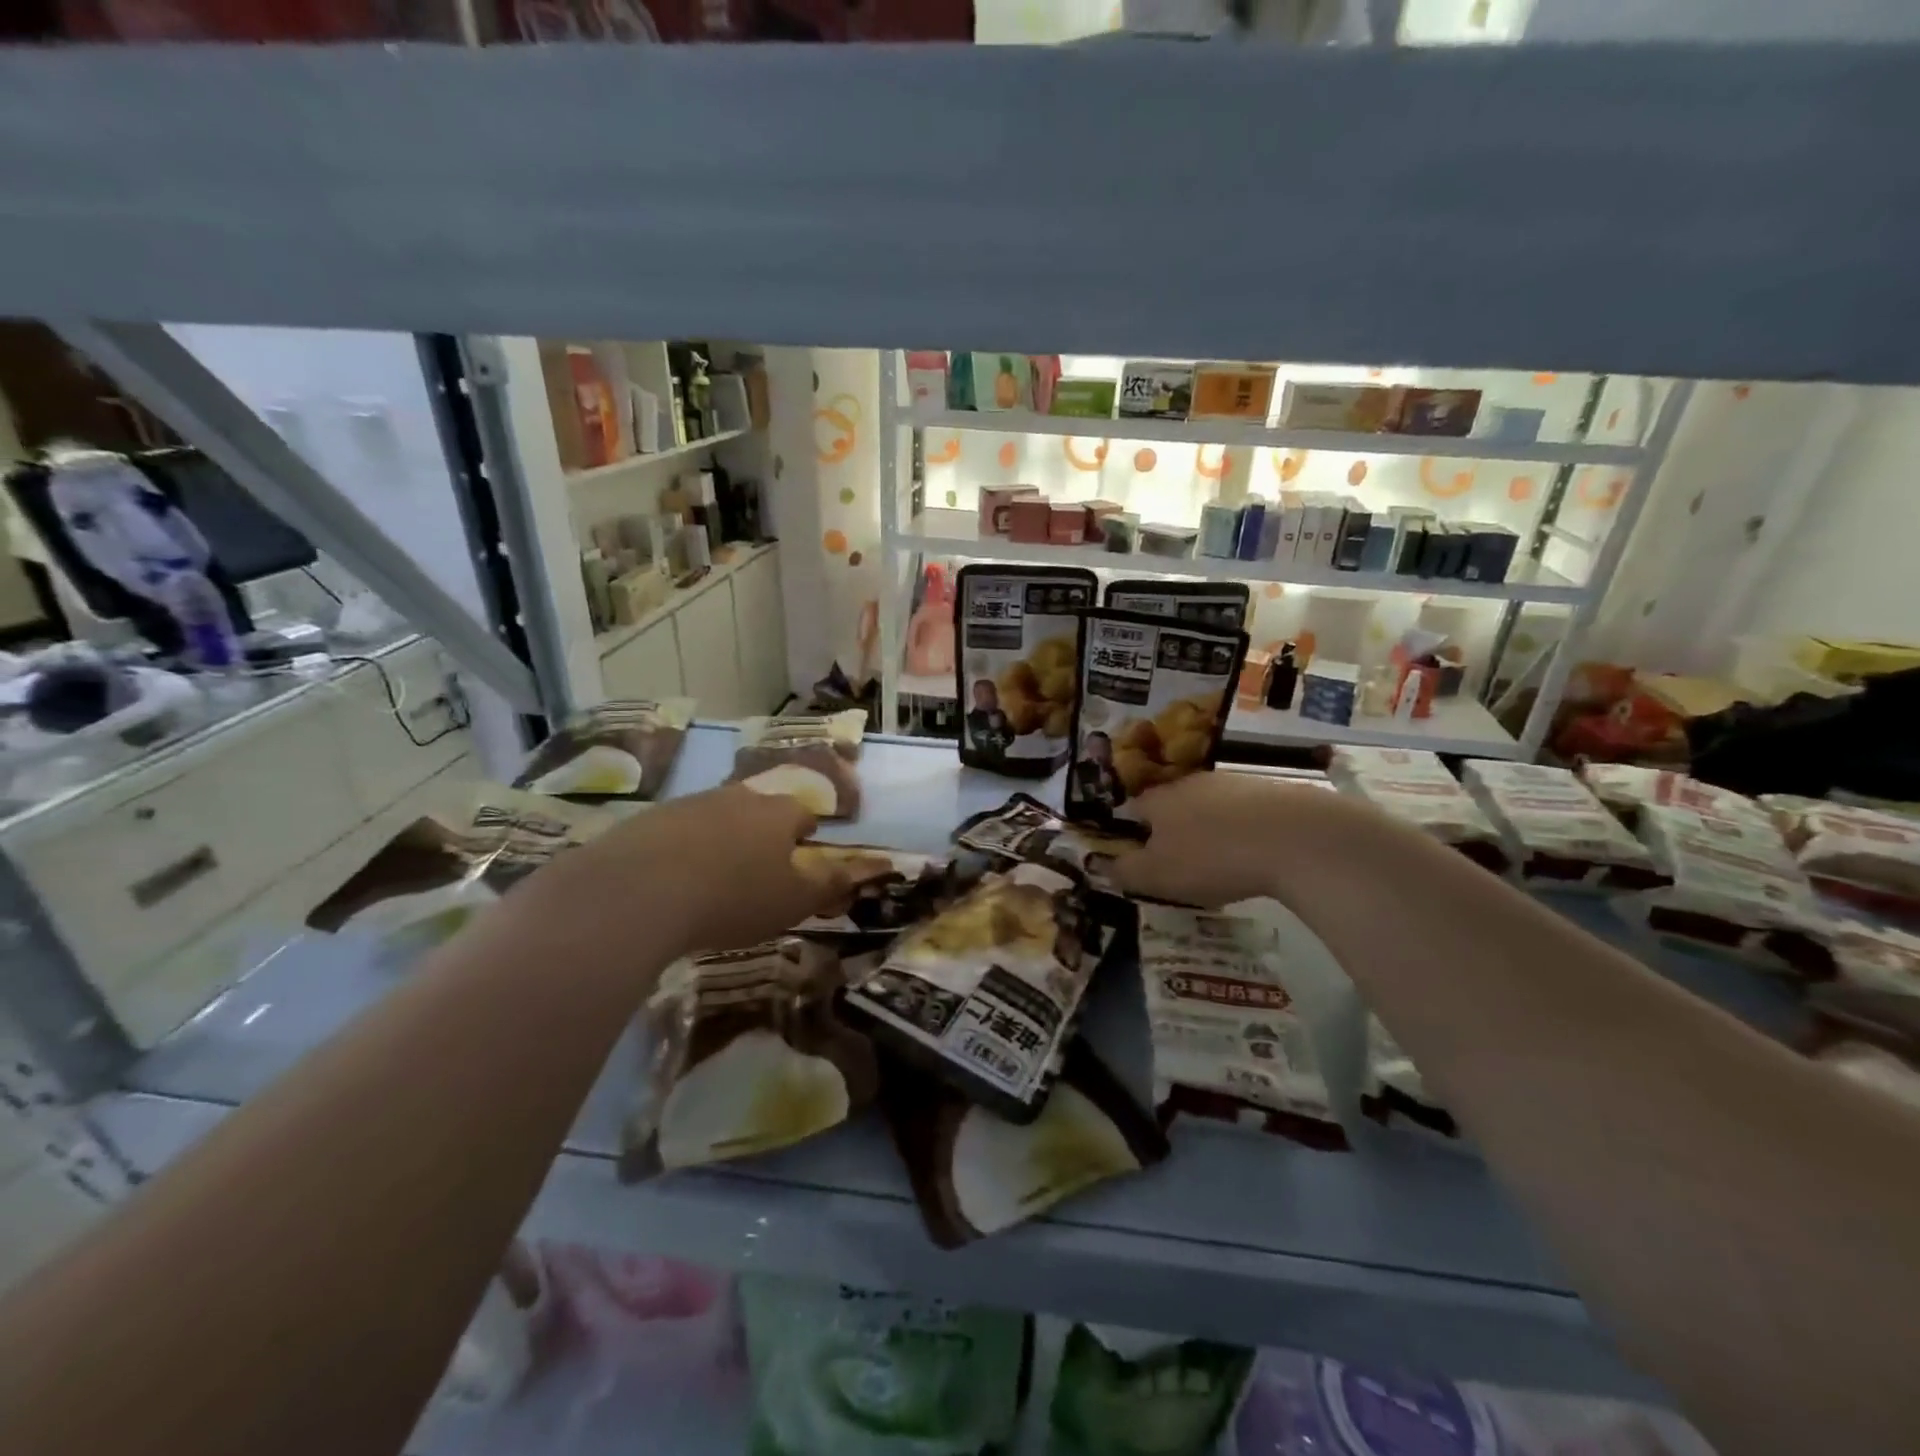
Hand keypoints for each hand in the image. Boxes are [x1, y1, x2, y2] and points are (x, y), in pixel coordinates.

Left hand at [524, 785, 849, 961]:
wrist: (638, 891)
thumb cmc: (734, 897)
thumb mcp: (794, 901)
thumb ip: (830, 884)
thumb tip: (868, 868)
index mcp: (777, 813)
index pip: (803, 813)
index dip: (805, 835)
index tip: (801, 855)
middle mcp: (737, 797)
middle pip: (759, 809)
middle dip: (762, 833)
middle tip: (757, 867)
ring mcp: (689, 804)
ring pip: (716, 817)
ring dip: (721, 839)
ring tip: (713, 877)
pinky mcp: (647, 820)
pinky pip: (675, 832)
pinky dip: (680, 850)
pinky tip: (670, 881)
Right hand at [1112, 772, 1368, 908]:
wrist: (1295, 837)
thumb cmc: (1212, 858)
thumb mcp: (1157, 876)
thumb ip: (1126, 871)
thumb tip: (1101, 864)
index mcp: (1159, 799)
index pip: (1133, 808)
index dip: (1131, 831)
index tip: (1138, 856)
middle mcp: (1191, 783)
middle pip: (1172, 805)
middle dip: (1172, 830)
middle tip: (1179, 863)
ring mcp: (1233, 783)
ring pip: (1210, 807)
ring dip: (1209, 829)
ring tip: (1220, 862)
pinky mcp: (1270, 791)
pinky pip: (1245, 813)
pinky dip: (1243, 831)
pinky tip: (1254, 854)